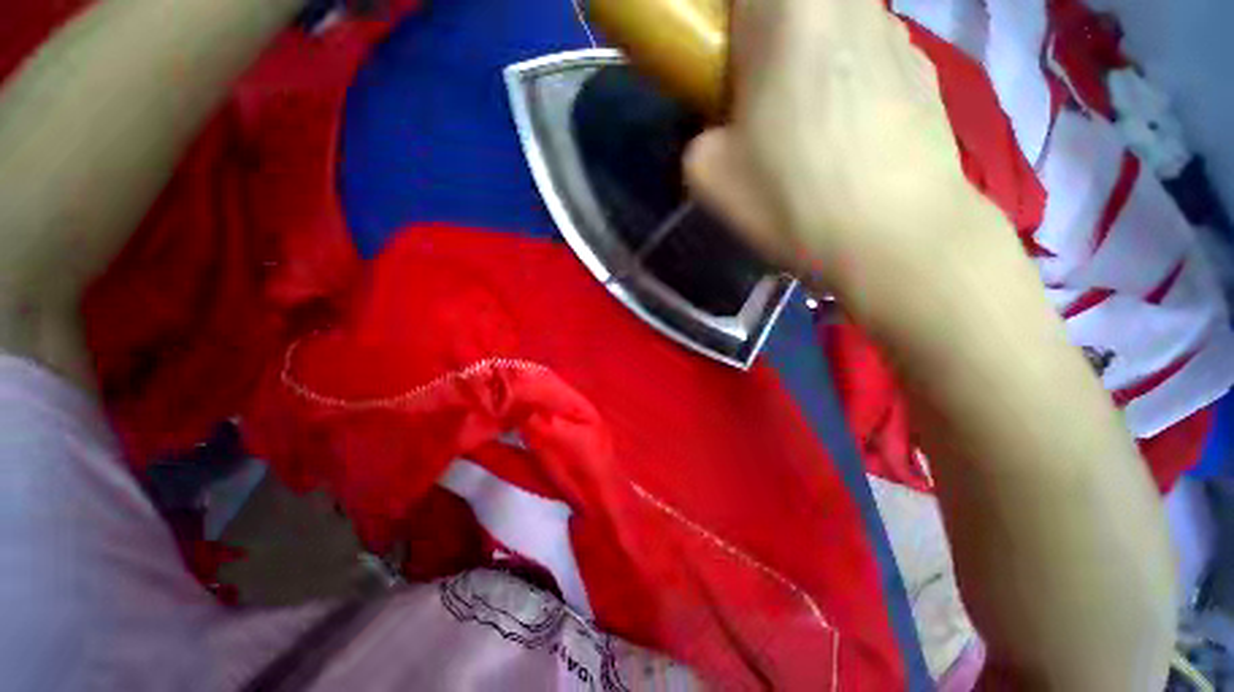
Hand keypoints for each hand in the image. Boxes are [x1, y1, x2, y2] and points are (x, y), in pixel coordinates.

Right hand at [685, 0, 983, 302]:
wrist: (897, 238)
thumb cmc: (792, 199)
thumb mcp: (708, 175)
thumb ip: (699, 136)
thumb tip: (721, 132)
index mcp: (789, 9)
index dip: (728, 27)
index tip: (725, 71)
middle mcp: (850, 1)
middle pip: (793, 8)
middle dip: (766, 45)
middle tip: (756, 101)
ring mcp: (898, 33)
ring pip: (835, 27)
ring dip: (811, 62)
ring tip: (805, 129)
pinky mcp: (926, 70)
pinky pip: (870, 59)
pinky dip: (850, 85)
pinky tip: (846, 141)